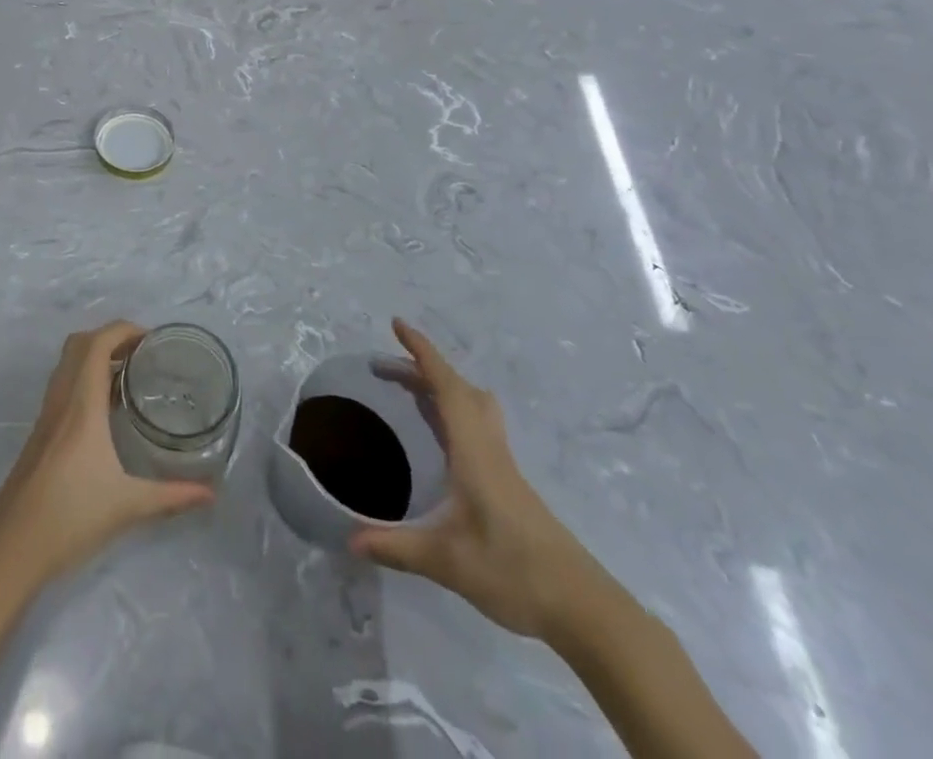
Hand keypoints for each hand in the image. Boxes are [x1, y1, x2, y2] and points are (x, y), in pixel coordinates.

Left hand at [0, 322, 213, 587]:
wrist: (10, 549)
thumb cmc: (70, 518)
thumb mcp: (128, 506)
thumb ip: (172, 496)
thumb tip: (211, 494)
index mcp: (81, 404)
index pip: (98, 344)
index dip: (124, 330)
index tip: (153, 340)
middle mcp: (61, 399)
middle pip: (80, 344)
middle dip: (111, 337)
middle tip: (143, 354)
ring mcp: (46, 415)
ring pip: (68, 364)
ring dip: (95, 357)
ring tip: (129, 376)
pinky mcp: (40, 433)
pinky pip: (63, 386)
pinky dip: (84, 379)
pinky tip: (105, 411)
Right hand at [350, 319, 599, 640]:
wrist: (582, 608)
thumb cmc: (515, 572)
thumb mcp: (448, 561)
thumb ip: (397, 547)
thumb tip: (350, 542)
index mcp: (474, 451)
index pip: (447, 387)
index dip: (422, 352)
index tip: (397, 324)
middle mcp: (489, 448)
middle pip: (459, 389)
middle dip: (423, 369)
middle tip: (386, 369)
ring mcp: (502, 465)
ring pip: (472, 406)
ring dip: (440, 388)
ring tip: (409, 393)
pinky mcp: (508, 483)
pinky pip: (475, 427)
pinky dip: (451, 413)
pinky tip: (438, 438)